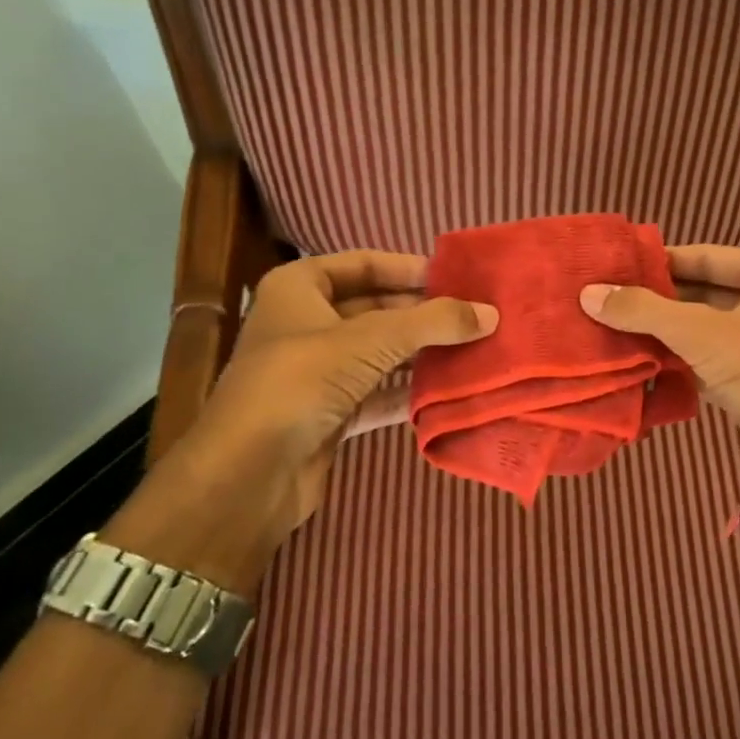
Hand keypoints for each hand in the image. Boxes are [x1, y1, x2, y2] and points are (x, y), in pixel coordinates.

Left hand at [115, 251, 495, 587]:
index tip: (454, 279)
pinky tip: (447, 392)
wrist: (248, 475)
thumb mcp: (372, 340)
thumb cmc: (302, 381)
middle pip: (373, 309)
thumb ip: (434, 322)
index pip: (361, 264)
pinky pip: (377, 393)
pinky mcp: (328, 415)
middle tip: (473, 317)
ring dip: (420, 354)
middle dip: (421, 314)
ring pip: (378, 354)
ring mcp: (315, 374)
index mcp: (298, 290)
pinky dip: (408, 392)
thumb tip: (491, 312)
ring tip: (472, 350)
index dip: (407, 268)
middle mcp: (304, 325)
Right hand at [580, 245, 739, 518]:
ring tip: (608, 325)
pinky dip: (673, 358)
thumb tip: (588, 293)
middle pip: (700, 290)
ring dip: (660, 330)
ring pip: (699, 326)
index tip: (613, 266)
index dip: (659, 261)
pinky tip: (634, 359)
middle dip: (654, 298)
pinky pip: (703, 357)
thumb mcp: (700, 333)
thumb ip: (644, 310)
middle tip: (603, 297)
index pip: (704, 254)